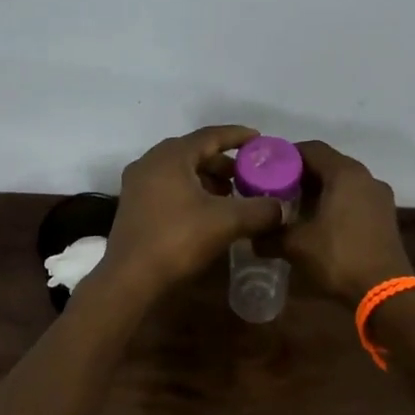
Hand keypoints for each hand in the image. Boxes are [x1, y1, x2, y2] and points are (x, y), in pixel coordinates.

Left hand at [99, 125, 285, 295]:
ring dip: (207, 179)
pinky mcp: (133, 206)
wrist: (130, 279)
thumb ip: (260, 210)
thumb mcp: (226, 222)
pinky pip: (169, 187)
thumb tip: (283, 208)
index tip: (259, 140)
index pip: (210, 135)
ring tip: (232, 195)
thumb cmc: (177, 240)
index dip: (237, 136)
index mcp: (170, 156)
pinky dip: (191, 192)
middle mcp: (150, 162)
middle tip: (249, 174)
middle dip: (224, 162)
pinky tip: (207, 212)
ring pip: (181, 171)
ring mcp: (137, 184)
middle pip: (194, 152)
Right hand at [278, 140, 413, 306]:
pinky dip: (334, 202)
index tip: (265, 170)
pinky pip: (353, 198)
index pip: (311, 149)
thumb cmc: (339, 258)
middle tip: (274, 189)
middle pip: (328, 164)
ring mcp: (379, 197)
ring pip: (342, 182)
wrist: (385, 292)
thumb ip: (270, 234)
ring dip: (317, 190)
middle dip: (300, 174)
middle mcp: (365, 177)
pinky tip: (316, 222)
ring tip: (292, 207)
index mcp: (345, 174)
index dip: (285, 156)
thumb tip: (252, 237)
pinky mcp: (384, 216)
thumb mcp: (296, 245)